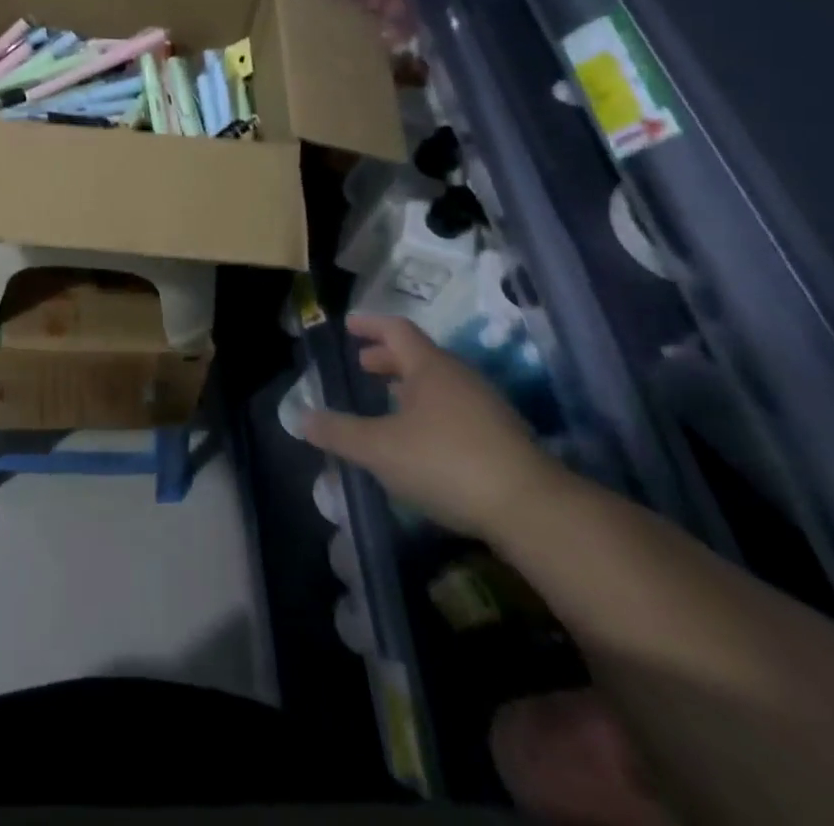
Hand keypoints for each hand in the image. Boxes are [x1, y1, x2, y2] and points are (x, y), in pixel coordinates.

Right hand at [303, 314, 565, 540]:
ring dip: (409, 386)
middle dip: (387, 358)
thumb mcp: (380, 449)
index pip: (396, 329)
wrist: (532, 509)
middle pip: (419, 355)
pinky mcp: (501, 437)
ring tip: (387, 402)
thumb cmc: (447, 462)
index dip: (370, 324)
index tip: (348, 325)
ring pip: (439, 383)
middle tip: (363, 365)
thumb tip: (300, 418)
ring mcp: (485, 406)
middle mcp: (459, 377)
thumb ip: (339, 432)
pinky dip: (429, 410)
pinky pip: (455, 408)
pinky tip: (420, 439)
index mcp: (430, 367)